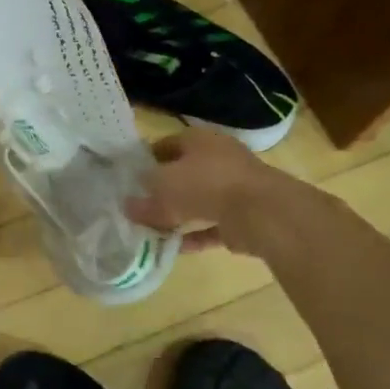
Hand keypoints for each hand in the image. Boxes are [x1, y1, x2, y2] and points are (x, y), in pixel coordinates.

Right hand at [126, 126, 302, 256]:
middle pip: (182, 174)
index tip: (127, 178)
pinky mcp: (242, 216)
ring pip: (197, 200)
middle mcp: (217, 159)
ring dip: (177, 215)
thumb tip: (128, 207)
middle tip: (137, 206)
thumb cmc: (206, 184)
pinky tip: (174, 248)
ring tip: (152, 230)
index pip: (165, 145)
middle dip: (161, 191)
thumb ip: (143, 198)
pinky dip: (194, 235)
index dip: (145, 160)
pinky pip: (211, 225)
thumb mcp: (163, 187)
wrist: (262, 212)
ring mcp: (233, 188)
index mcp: (198, 140)